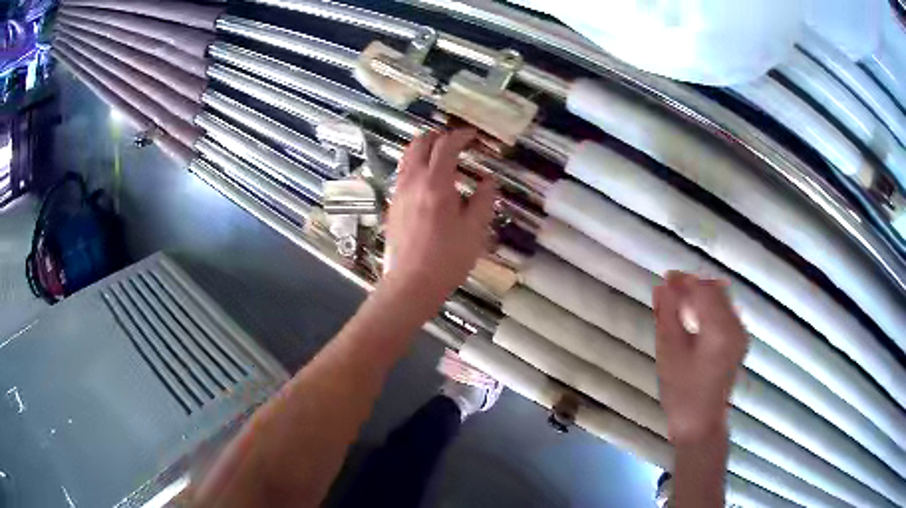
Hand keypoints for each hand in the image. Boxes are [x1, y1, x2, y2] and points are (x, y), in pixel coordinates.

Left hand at [382, 129, 497, 304]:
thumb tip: (488, 180)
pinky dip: (415, 166)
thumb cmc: (447, 258)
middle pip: (419, 144)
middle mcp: (413, 181)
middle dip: (437, 136)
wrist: (411, 283)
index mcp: (436, 183)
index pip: (446, 146)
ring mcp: (399, 193)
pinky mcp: (392, 206)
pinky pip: (403, 174)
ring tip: (440, 157)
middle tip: (454, 141)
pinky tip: (427, 182)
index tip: (472, 135)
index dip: (460, 136)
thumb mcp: (475, 230)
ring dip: (423, 149)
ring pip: (407, 158)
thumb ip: (483, 200)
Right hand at [654, 272, 748, 443]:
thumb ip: (667, 316)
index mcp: (720, 330)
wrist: (700, 423)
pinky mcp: (739, 342)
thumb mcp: (669, 352)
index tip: (664, 279)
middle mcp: (736, 327)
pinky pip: (725, 312)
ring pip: (721, 299)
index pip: (703, 290)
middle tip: (669, 290)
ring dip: (701, 295)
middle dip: (693, 285)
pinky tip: (693, 316)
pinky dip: (709, 307)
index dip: (684, 280)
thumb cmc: (681, 392)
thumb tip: (661, 287)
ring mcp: (740, 334)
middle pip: (716, 290)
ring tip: (678, 302)